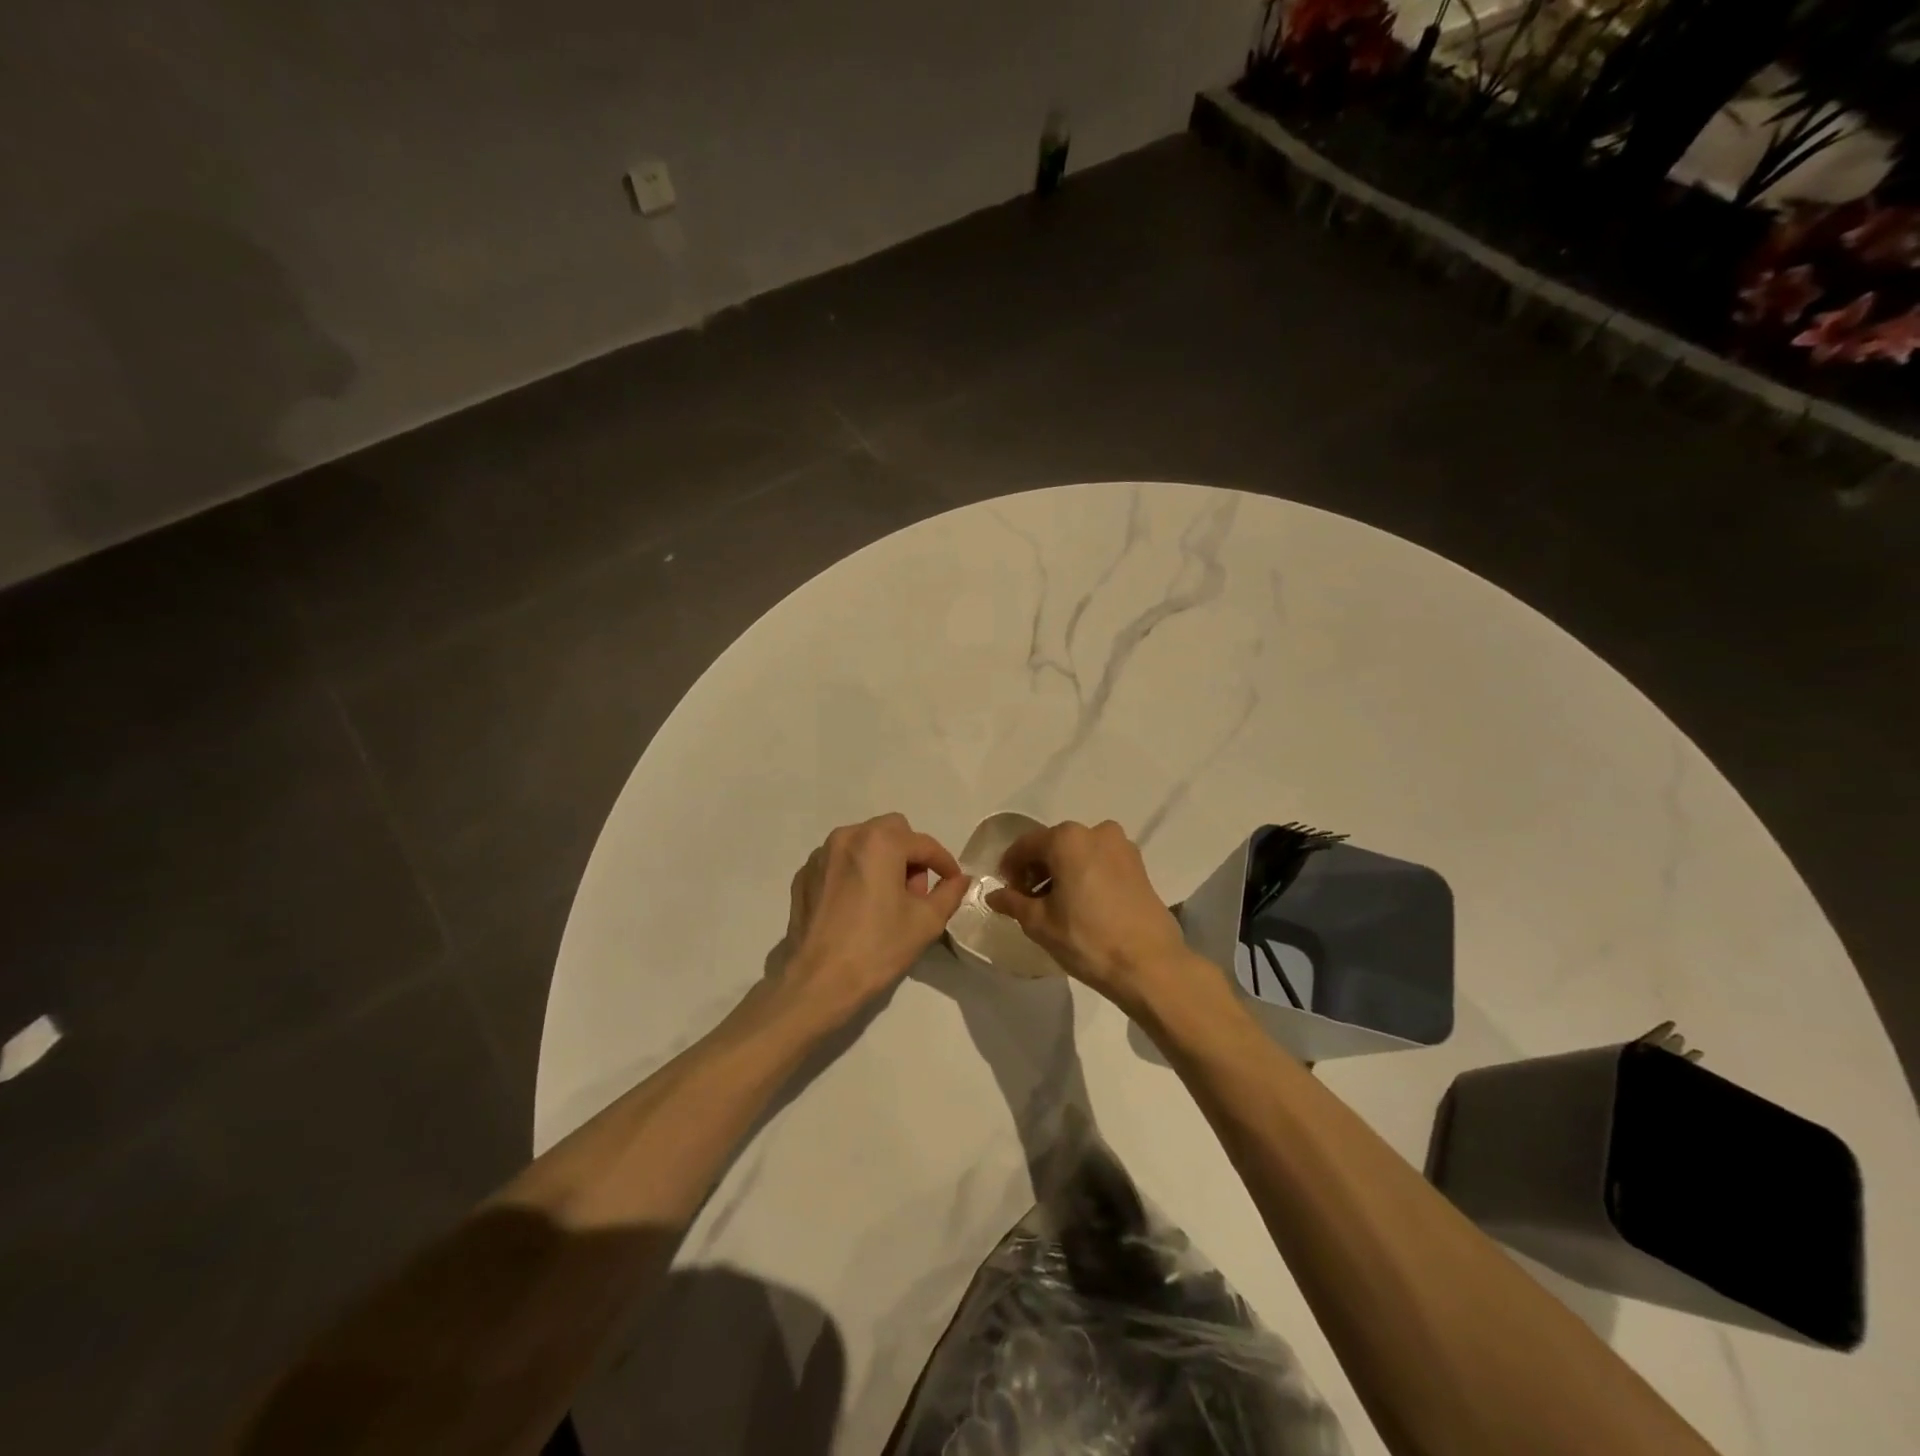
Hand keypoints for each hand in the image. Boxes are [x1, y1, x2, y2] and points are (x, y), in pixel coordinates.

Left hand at [776, 813, 969, 1029]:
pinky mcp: (804, 875)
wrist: (819, 981)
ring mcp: (821, 855)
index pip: (924, 844)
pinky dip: (854, 873)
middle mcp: (848, 836)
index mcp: (880, 842)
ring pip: (863, 843)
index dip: (944, 863)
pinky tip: (857, 906)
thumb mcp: (926, 922)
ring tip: (885, 900)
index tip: (954, 882)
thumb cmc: (877, 948)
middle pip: (891, 832)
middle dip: (909, 855)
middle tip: (915, 892)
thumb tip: (960, 879)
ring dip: (881, 861)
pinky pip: (839, 862)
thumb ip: (949, 893)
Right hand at [986, 819, 1191, 1007]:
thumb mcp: (1040, 923)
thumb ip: (1013, 903)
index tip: (1006, 892)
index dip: (1010, 867)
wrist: (1150, 965)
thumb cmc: (1087, 939)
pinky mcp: (1139, 866)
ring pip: (1079, 853)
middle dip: (1037, 869)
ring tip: (1055, 906)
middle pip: (1054, 845)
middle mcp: (1096, 832)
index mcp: (1067, 839)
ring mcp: (1122, 847)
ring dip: (1062, 872)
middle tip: (1027, 900)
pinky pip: (1100, 862)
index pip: (1025, 845)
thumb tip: (994, 896)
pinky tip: (1082, 905)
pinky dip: (1085, 875)